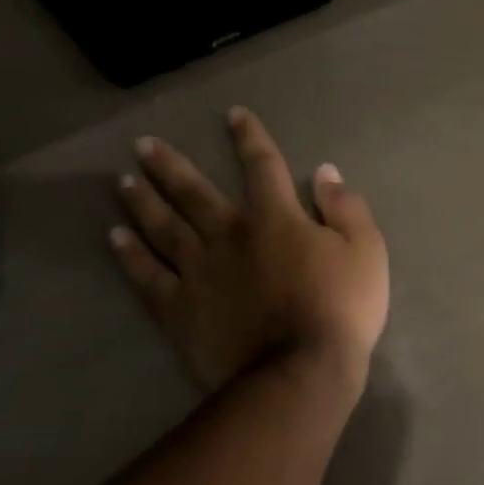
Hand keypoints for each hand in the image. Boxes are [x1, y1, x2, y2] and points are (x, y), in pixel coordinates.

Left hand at [108, 108, 388, 392]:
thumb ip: (346, 208)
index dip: (249, 138)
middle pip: (194, 193)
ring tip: (123, 181)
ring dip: (143, 201)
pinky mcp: (179, 308)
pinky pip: (148, 275)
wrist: (300, 370)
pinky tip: (116, 237)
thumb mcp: (366, 252)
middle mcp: (229, 235)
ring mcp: (198, 272)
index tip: (234, 115)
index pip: (262, 167)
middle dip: (169, 166)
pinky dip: (131, 254)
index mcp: (276, 219)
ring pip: (163, 227)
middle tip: (143, 146)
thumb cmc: (342, 308)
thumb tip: (325, 172)